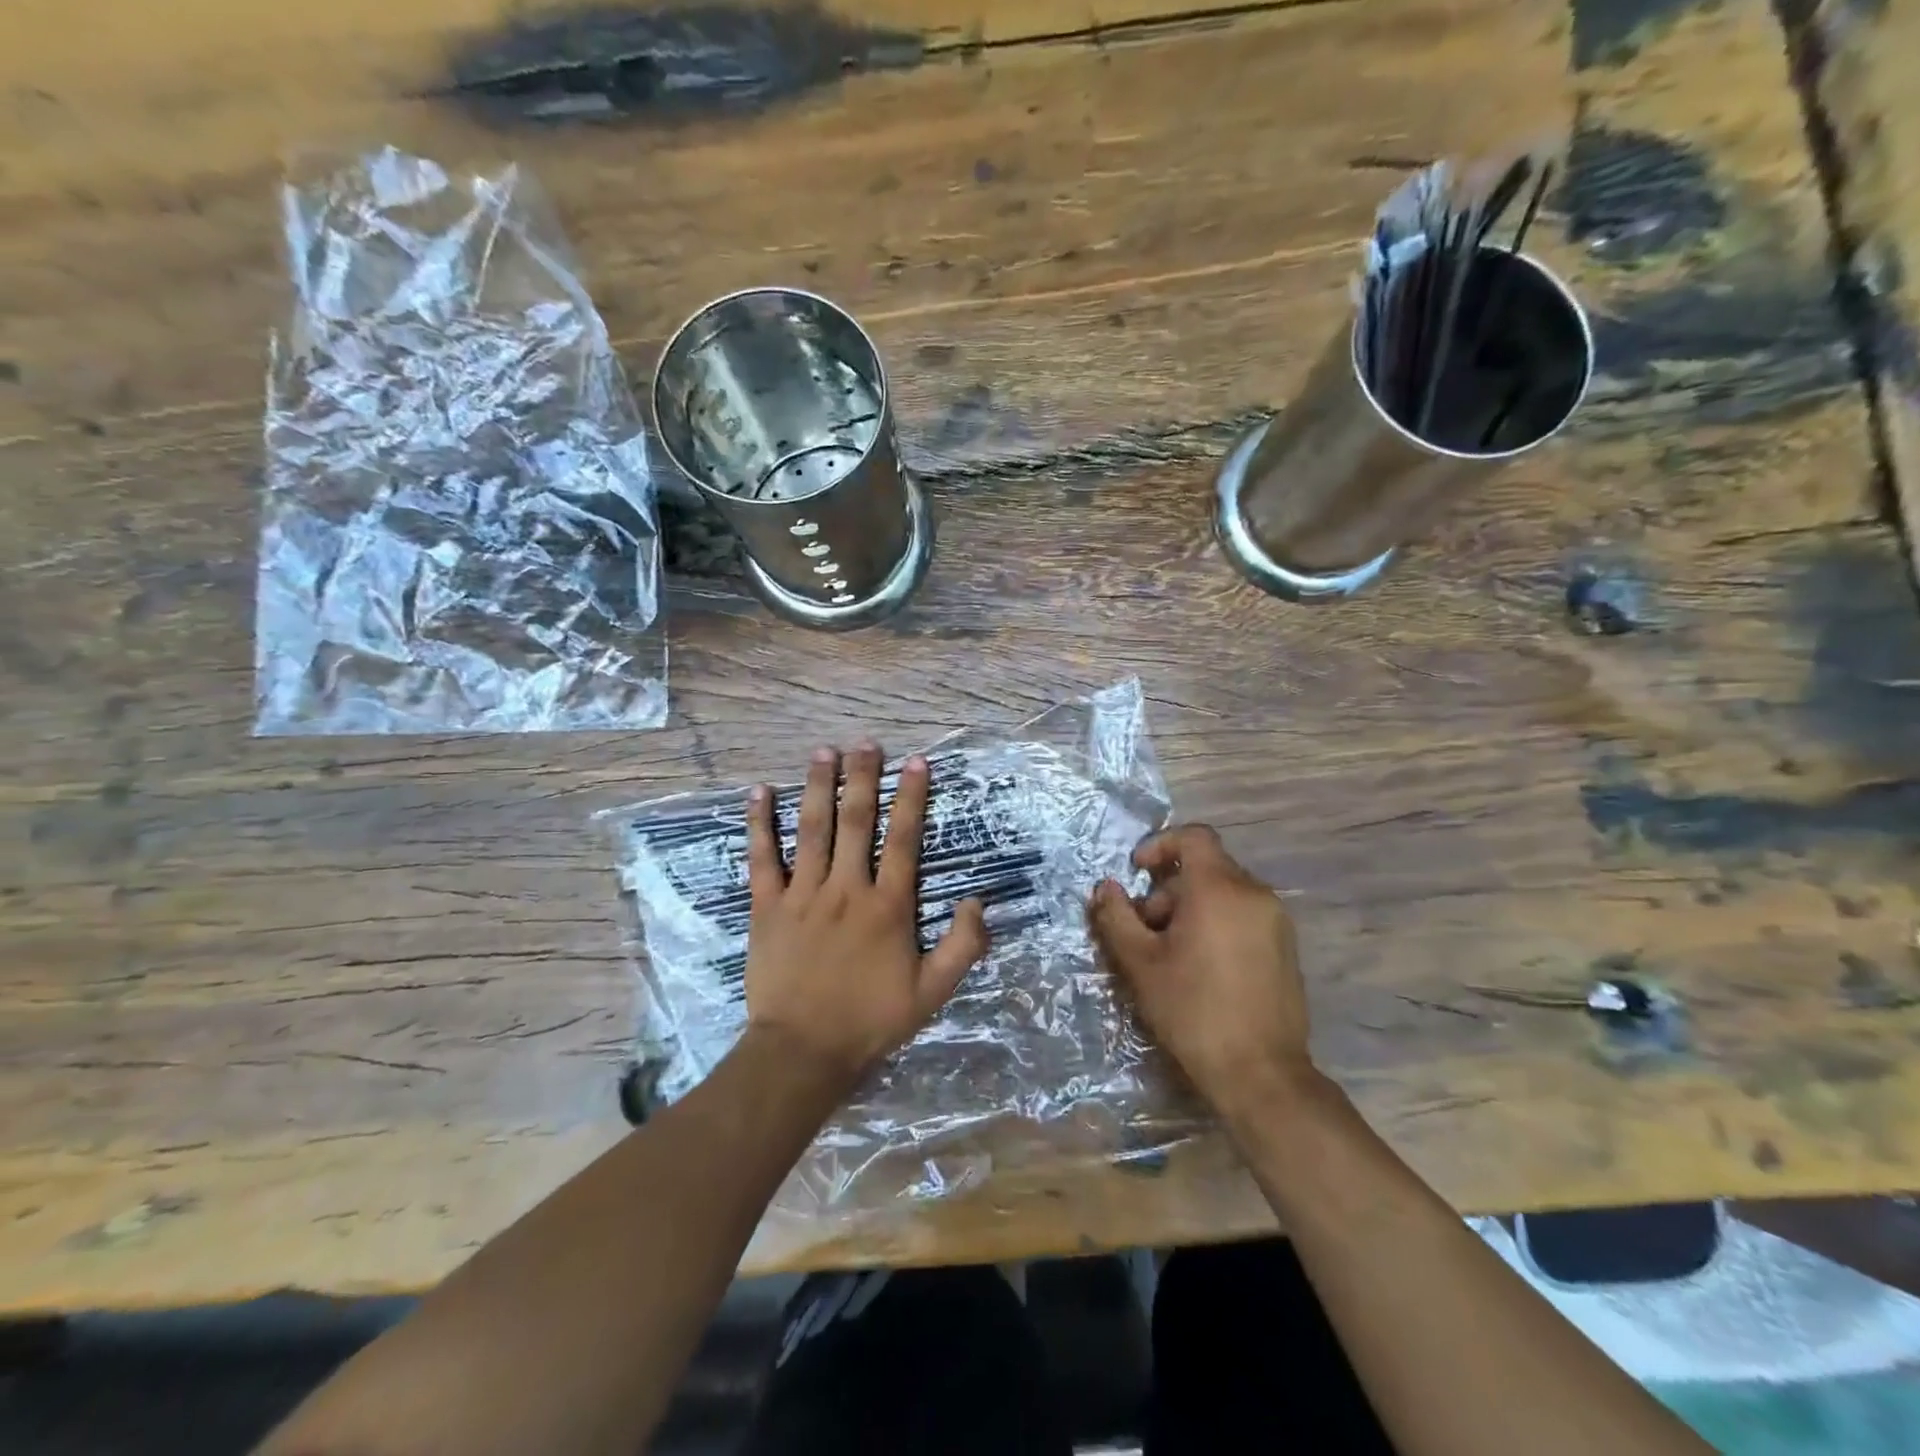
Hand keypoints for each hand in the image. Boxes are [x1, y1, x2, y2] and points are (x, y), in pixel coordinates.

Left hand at [743, 743, 989, 1092]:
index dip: (912, 798)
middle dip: (862, 778)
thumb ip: (963, 946)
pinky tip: (759, 792)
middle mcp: (847, 888)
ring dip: (818, 787)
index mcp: (888, 906)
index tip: (917, 762)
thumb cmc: (870, 1020)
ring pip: (812, 829)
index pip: (904, 839)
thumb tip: (978, 901)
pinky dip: (760, 824)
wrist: (803, 1051)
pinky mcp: (767, 907)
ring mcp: (803, 894)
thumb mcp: (932, 993)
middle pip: (856, 821)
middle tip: (866, 743)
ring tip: (824, 752)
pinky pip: (763, 858)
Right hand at [1088, 825, 1314, 1114]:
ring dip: (1190, 908)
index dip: (1160, 844)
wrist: (1261, 1073)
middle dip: (1168, 890)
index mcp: (1219, 888)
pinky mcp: (1286, 947)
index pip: (1194, 836)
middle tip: (1145, 930)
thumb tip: (1105, 887)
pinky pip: (1243, 914)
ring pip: (1224, 893)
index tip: (1136, 872)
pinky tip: (1201, 967)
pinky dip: (1216, 923)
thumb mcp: (1140, 962)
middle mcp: (1254, 893)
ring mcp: (1276, 920)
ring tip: (1170, 954)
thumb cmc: (1193, 1010)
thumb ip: (1116, 916)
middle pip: (1205, 868)